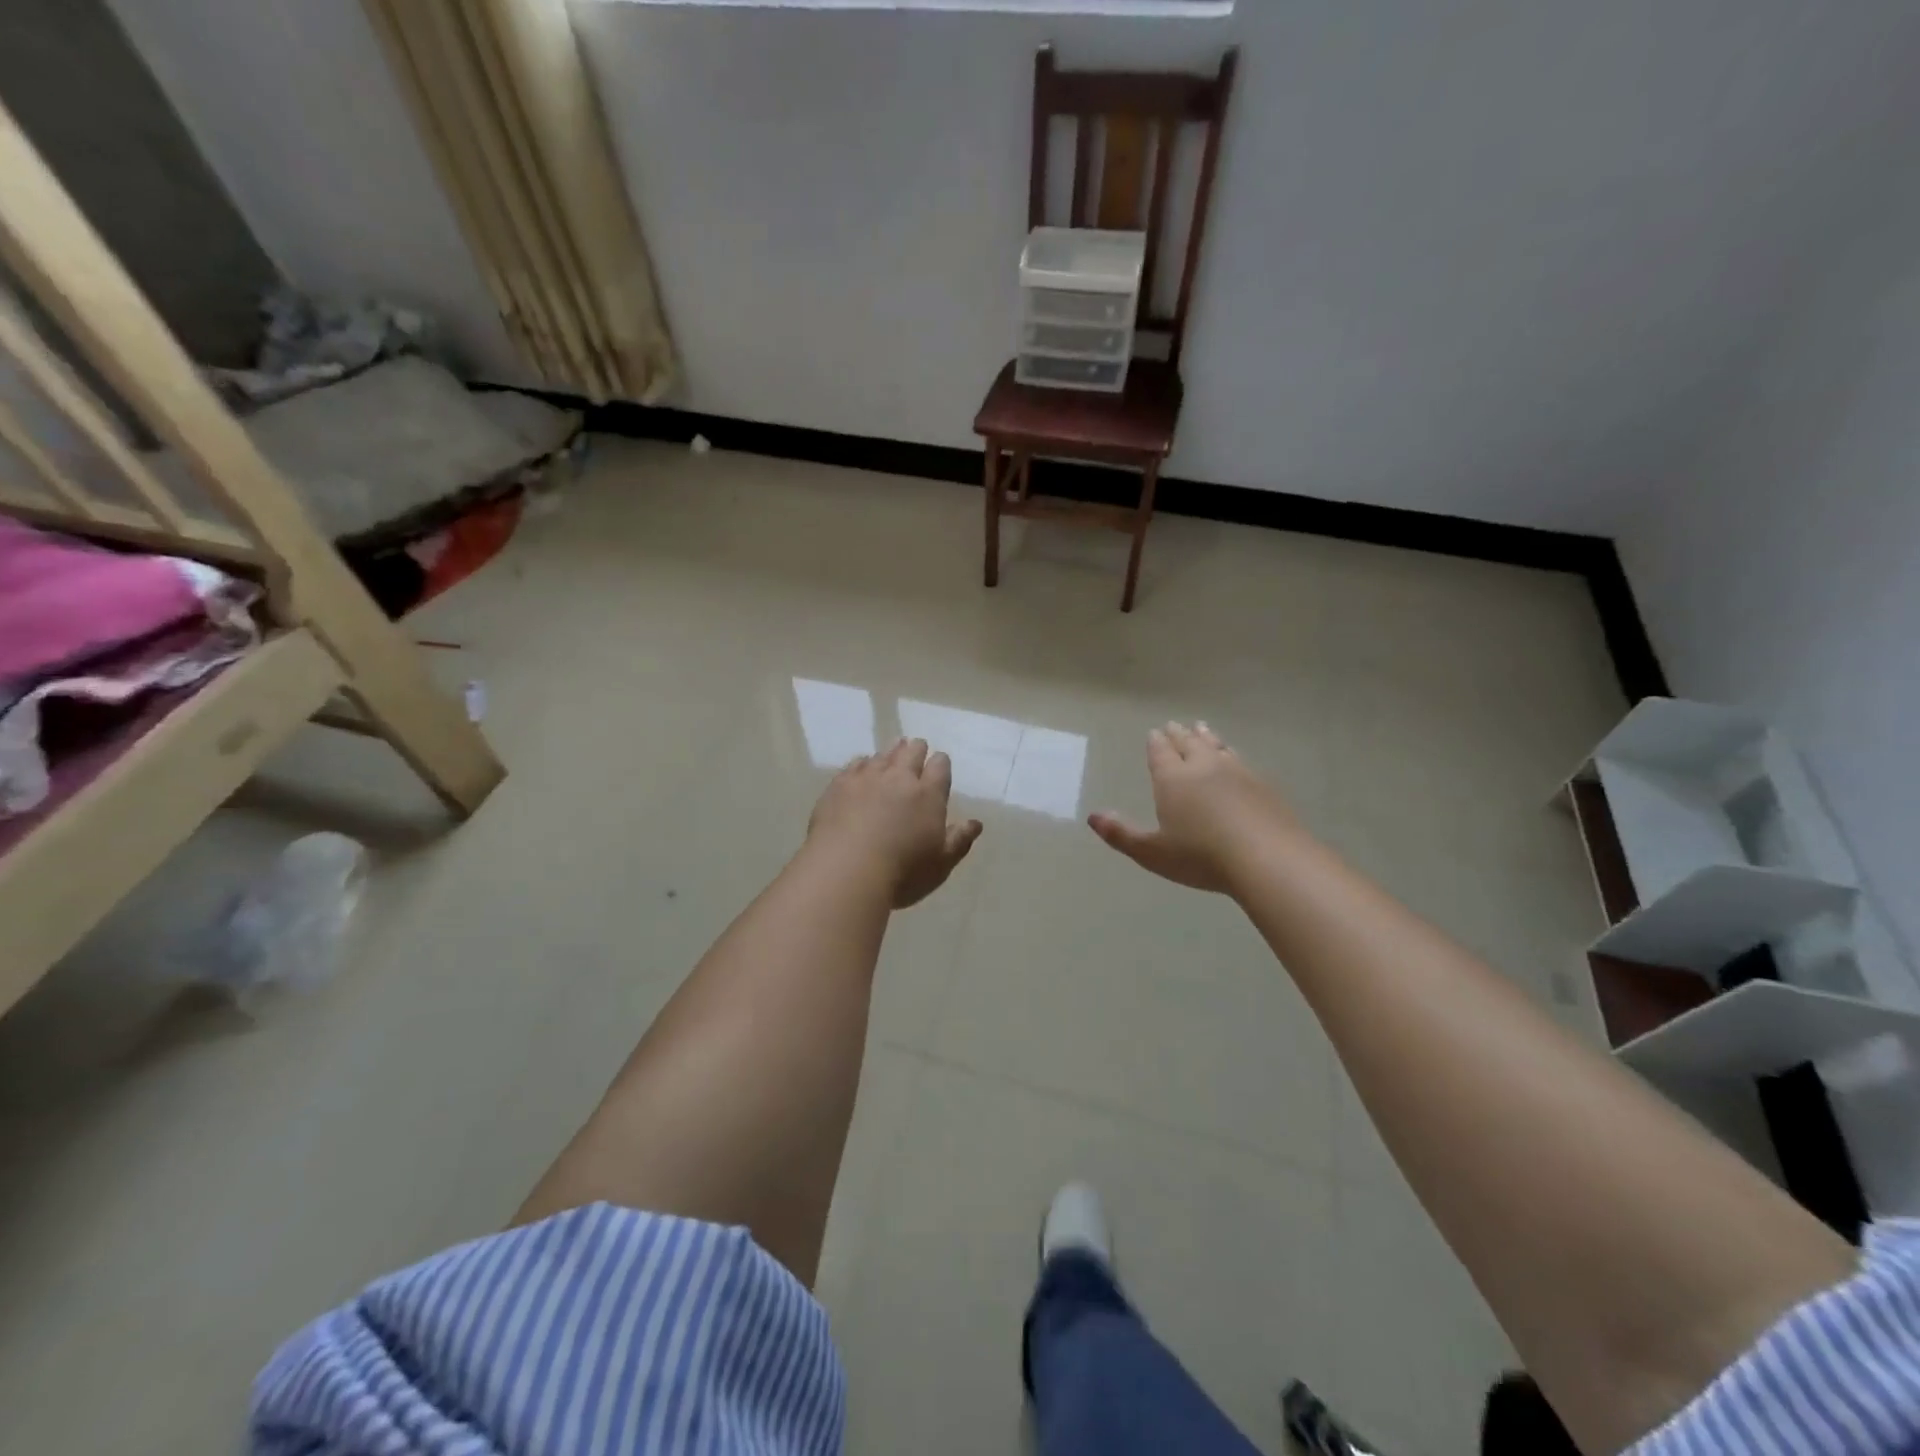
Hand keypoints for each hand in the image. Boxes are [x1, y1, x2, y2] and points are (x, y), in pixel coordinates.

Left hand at [808, 738, 983, 907]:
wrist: (846, 872)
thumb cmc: (902, 873)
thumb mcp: (941, 864)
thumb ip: (959, 840)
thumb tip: (976, 823)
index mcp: (928, 794)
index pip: (940, 766)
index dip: (940, 763)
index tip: (939, 764)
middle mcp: (899, 778)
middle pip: (911, 751)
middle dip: (917, 750)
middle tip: (916, 750)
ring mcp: (866, 778)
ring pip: (883, 754)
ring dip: (891, 752)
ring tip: (893, 751)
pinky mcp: (839, 785)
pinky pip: (855, 764)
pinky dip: (863, 763)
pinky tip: (862, 766)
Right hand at [1088, 722, 1296, 892]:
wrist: (1268, 859)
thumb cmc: (1202, 857)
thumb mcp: (1152, 852)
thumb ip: (1121, 834)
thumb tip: (1092, 817)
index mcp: (1173, 779)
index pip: (1160, 752)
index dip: (1155, 743)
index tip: (1154, 732)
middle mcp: (1203, 766)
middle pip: (1188, 743)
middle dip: (1178, 734)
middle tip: (1174, 725)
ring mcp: (1237, 772)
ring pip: (1217, 746)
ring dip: (1206, 736)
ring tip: (1201, 728)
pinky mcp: (1262, 784)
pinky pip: (1240, 759)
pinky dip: (1230, 753)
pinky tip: (1234, 758)